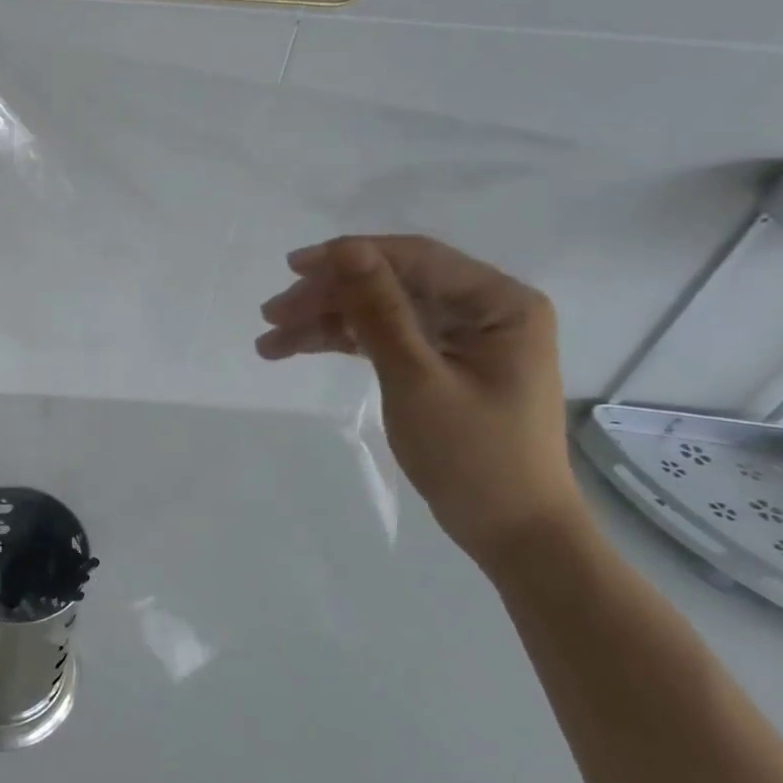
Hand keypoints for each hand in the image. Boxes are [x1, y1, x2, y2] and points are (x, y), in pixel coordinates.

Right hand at [257, 236, 583, 571]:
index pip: (415, 259)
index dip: (350, 257)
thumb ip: (379, 311)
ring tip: (271, 341)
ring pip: (381, 312)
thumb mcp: (417, 379)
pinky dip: (343, 342)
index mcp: (498, 303)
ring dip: (326, 321)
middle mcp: (484, 310)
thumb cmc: (474, 456)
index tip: (292, 268)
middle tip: (271, 315)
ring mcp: (462, 338)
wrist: (512, 533)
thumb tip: (345, 250)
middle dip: (329, 296)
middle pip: (392, 284)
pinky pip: (385, 338)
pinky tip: (298, 348)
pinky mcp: (442, 363)